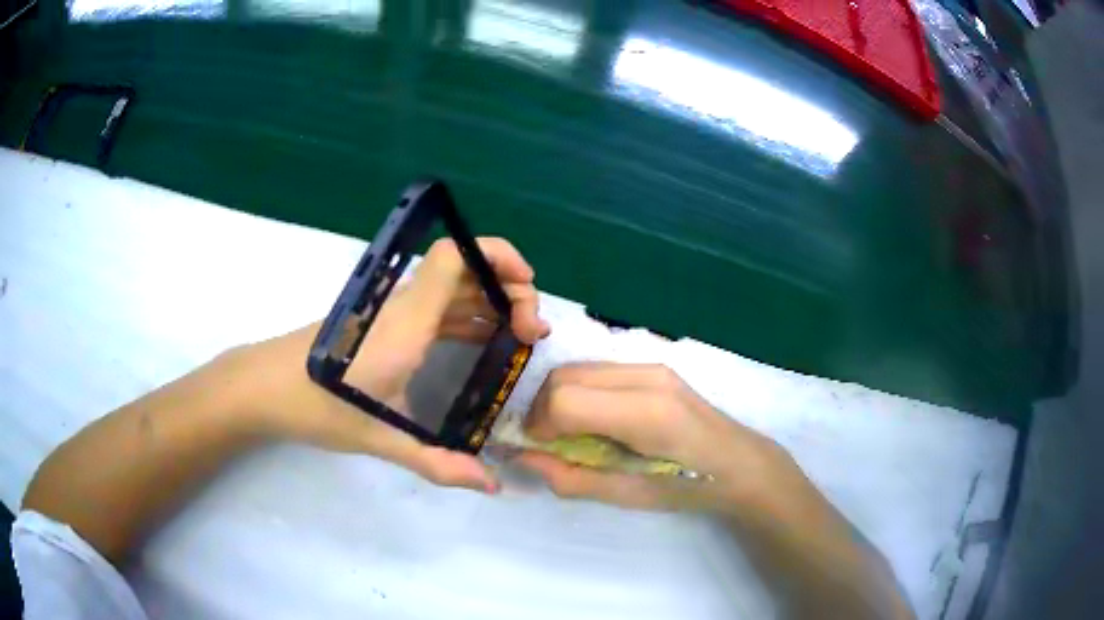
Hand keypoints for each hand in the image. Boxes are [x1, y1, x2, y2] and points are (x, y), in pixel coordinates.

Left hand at [225, 238, 548, 493]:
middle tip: (533, 329)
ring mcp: (390, 313)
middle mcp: (401, 307)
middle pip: (463, 270)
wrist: (264, 387)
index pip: (453, 257)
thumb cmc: (316, 405)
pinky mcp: (382, 324)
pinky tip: (482, 341)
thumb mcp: (378, 437)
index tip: (527, 285)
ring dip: (490, 302)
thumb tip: (489, 484)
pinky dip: (467, 316)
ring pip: (451, 289)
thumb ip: (435, 461)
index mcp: (405, 323)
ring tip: (519, 335)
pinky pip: (435, 308)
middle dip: (507, 288)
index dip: (495, 254)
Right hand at [516, 363, 796, 515]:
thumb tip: (525, 457)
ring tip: (568, 431)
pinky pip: (597, 370)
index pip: (566, 400)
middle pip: (564, 376)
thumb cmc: (689, 486)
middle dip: (542, 408)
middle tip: (547, 441)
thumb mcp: (627, 495)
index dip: (539, 424)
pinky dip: (579, 390)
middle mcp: (646, 377)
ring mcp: (652, 365)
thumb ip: (571, 477)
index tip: (539, 449)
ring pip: (578, 368)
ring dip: (558, 397)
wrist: (738, 461)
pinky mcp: (654, 365)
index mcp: (645, 413)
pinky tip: (594, 418)